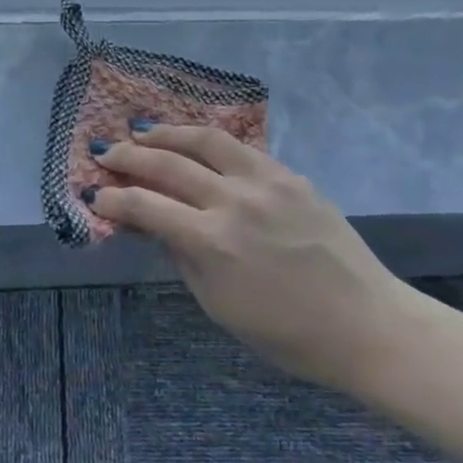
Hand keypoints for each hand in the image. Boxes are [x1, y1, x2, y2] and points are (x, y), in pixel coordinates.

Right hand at [88, 125, 412, 390]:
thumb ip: (180, 256)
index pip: (146, 206)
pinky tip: (195, 141)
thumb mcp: (218, 304)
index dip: (114, 198)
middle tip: (106, 151)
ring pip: (204, 140)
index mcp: (212, 242)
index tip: (96, 194)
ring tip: (143, 130)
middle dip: (129, 156)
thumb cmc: (287, 333)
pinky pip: (240, 147)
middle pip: (167, 164)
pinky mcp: (290, 175)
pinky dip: (208, 140)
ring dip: (166, 132)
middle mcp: (233, 201)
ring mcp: (265, 182)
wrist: (366, 324)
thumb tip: (151, 222)